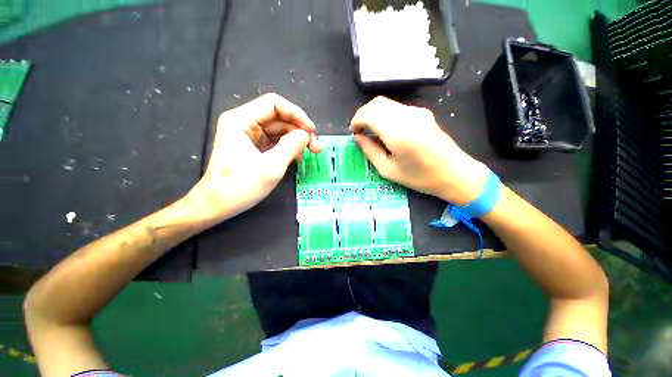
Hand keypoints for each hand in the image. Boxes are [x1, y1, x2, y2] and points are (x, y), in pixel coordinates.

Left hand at [186, 93, 321, 222]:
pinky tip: (294, 156)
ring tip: (307, 154)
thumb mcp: (270, 168)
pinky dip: (283, 145)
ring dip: (292, 138)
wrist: (214, 205)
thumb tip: (306, 135)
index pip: (274, 103)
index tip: (311, 131)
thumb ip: (291, 146)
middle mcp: (240, 120)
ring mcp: (242, 131)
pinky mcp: (246, 143)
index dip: (296, 114)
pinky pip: (269, 137)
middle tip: (314, 147)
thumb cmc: (238, 188)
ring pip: (275, 126)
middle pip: (276, 115)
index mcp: (239, 119)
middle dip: (297, 129)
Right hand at [350, 96, 488, 204]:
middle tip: (362, 131)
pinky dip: (388, 114)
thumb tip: (358, 137)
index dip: (356, 120)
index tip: (355, 132)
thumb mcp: (390, 171)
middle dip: (364, 114)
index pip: (368, 113)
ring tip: (375, 131)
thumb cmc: (423, 178)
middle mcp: (407, 116)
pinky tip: (391, 130)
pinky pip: (399, 107)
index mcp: (397, 132)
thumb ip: (370, 151)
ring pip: (387, 103)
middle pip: (376, 103)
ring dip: (376, 113)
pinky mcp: (423, 112)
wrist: (455, 173)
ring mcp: (417, 112)